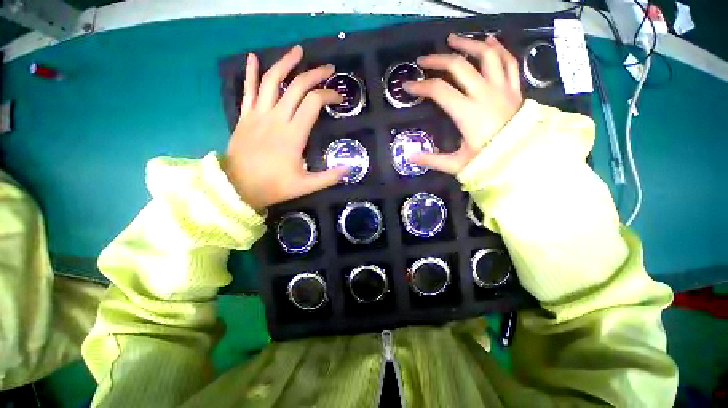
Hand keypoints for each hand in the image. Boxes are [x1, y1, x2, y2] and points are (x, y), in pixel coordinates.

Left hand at [224, 45, 347, 212]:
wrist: (237, 187)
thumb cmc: (273, 186)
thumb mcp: (306, 186)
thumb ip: (329, 177)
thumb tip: (349, 169)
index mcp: (293, 134)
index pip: (314, 103)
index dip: (329, 95)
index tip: (339, 98)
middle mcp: (276, 118)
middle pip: (297, 86)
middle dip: (315, 74)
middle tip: (328, 68)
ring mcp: (258, 114)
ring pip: (272, 81)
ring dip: (286, 63)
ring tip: (298, 50)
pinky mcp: (245, 116)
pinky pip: (248, 89)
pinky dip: (251, 72)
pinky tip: (253, 57)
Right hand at [404, 34, 523, 174]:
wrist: (525, 159)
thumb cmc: (490, 161)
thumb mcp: (457, 164)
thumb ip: (432, 160)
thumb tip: (410, 157)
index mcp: (467, 113)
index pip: (439, 90)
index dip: (421, 86)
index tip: (408, 86)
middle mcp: (484, 94)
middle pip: (459, 66)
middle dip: (437, 60)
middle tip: (424, 60)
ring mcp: (502, 88)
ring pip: (486, 55)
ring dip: (468, 44)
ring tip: (453, 40)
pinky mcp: (514, 88)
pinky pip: (509, 61)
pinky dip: (498, 49)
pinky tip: (488, 42)